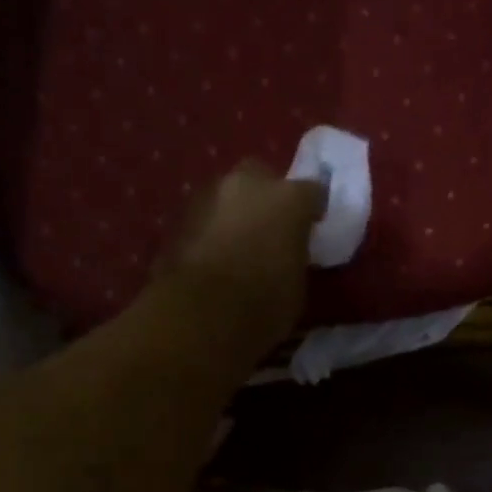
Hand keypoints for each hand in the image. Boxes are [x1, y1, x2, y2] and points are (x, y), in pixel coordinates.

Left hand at [159, 163, 325, 355]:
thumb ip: (294, 256)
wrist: (199, 314)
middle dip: (266, 196)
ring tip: (237, 243)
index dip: (312, 210)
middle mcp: (249, 184)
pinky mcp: (178, 217)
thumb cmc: (263, 304)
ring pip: (228, 194)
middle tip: (269, 227)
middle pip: (262, 177)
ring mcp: (209, 196)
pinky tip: (212, 255)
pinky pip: (204, 217)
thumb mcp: (297, 285)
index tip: (312, 227)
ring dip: (234, 212)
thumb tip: (286, 255)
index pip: (313, 192)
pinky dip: (210, 229)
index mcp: (289, 199)